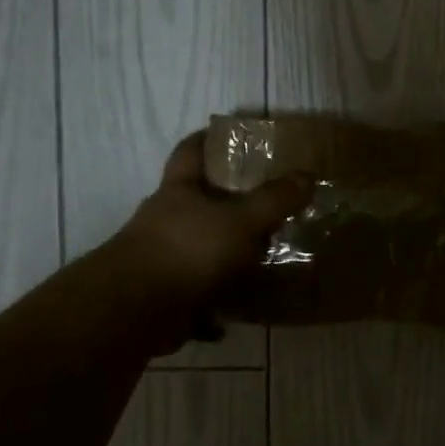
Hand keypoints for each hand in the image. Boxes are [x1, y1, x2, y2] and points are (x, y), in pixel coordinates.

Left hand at [91, 132, 313, 355]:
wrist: (137, 308)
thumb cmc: (188, 249)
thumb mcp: (241, 220)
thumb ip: (274, 200)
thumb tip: (307, 176)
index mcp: (179, 191)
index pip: (190, 152)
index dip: (207, 139)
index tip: (228, 134)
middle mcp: (166, 220)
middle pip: (198, 203)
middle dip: (228, 204)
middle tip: (267, 205)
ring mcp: (162, 258)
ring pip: (200, 250)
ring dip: (226, 257)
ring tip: (262, 261)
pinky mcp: (165, 294)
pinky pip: (198, 294)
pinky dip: (217, 304)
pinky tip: (240, 310)